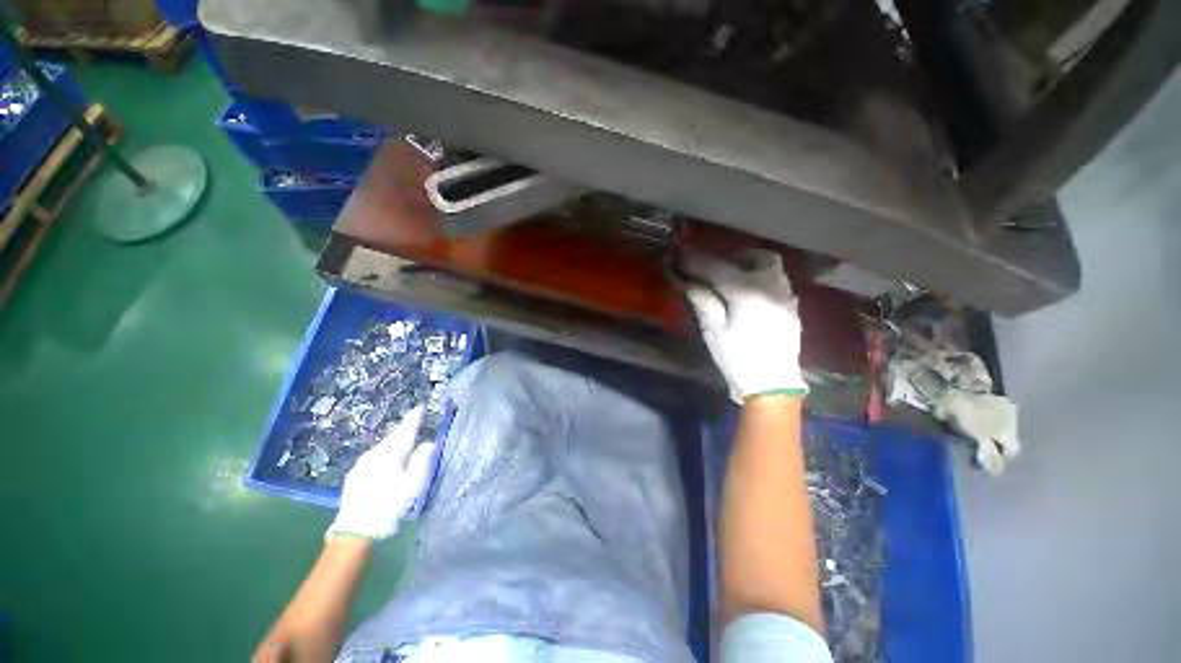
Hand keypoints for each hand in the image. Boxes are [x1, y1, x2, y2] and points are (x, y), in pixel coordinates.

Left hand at [326, 406, 435, 540]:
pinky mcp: (355, 476)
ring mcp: (362, 464)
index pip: (405, 429)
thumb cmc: (390, 503)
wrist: (356, 528)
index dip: (414, 418)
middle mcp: (375, 453)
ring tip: (403, 446)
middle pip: (393, 438)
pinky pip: (374, 458)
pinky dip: (384, 456)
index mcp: (391, 452)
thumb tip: (428, 443)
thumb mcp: (414, 482)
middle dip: (404, 432)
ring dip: (394, 445)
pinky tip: (387, 465)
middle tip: (414, 424)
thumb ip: (423, 459)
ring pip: (383, 448)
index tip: (419, 407)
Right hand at [679, 249, 806, 401]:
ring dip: (751, 267)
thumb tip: (687, 280)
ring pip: (772, 268)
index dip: (696, 261)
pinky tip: (750, 298)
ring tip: (733, 282)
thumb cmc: (738, 357)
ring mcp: (786, 297)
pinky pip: (778, 283)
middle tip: (717, 269)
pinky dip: (762, 281)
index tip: (680, 254)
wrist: (772, 384)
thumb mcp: (713, 330)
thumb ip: (703, 299)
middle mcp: (772, 286)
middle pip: (758, 257)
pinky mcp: (792, 308)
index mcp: (747, 292)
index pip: (717, 268)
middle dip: (735, 257)